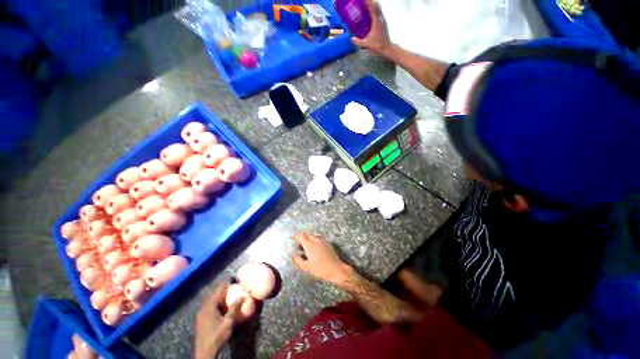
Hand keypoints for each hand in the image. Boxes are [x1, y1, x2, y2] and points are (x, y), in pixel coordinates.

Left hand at [194, 281, 243, 358]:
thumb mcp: (228, 322)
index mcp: (209, 307)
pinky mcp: (201, 320)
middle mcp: (203, 308)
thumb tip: (242, 296)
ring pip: (209, 301)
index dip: (224, 284)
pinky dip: (214, 302)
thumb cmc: (217, 336)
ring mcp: (201, 314)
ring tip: (225, 292)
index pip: (217, 291)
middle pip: (212, 295)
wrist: (205, 352)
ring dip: (217, 295)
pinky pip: (208, 306)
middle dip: (220, 288)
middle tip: (229, 284)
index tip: (230, 278)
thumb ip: (234, 308)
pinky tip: (219, 305)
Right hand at [291, 232, 352, 284]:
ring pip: (313, 236)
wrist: (336, 269)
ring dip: (308, 239)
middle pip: (307, 234)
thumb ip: (298, 259)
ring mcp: (323, 240)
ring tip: (306, 248)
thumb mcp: (306, 267)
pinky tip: (314, 249)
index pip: (301, 235)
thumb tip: (292, 253)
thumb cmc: (320, 269)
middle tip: (299, 246)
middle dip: (301, 237)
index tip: (292, 239)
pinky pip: (318, 238)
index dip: (295, 236)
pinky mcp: (327, 243)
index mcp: (310, 245)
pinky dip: (314, 241)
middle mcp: (316, 240)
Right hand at [351, 0, 392, 56]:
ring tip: (367, 4)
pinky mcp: (383, 22)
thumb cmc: (377, 45)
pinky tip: (370, 12)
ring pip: (378, 8)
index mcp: (376, 21)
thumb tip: (351, 38)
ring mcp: (383, 20)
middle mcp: (380, 18)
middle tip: (364, 1)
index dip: (368, 2)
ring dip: (373, 4)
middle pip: (376, 5)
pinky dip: (375, 9)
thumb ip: (358, 41)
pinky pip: (379, 12)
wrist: (387, 48)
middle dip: (370, 1)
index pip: (373, 8)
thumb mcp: (366, 44)